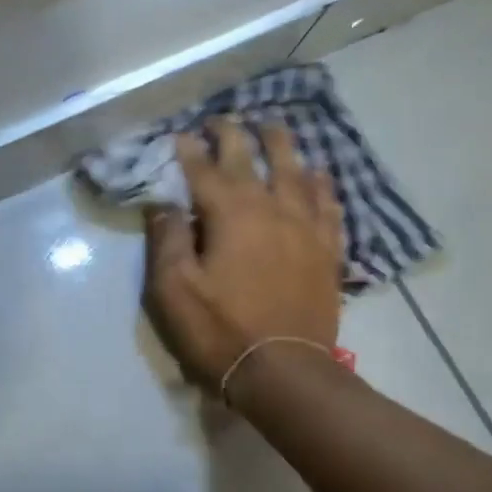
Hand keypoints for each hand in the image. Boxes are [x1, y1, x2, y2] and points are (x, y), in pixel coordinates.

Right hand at [141, 117, 345, 390]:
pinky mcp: (326, 251)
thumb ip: (167, 239)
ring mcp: (305, 227)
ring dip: (282, 145)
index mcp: (231, 213)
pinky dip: (322, 184)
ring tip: (274, 127)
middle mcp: (272, 208)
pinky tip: (319, 174)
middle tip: (222, 119)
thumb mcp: (174, 288)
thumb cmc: (219, 330)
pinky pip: (328, 205)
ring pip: (297, 171)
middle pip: (253, 158)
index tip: (180, 133)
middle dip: (234, 134)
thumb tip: (164, 203)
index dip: (190, 149)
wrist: (284, 372)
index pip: (205, 168)